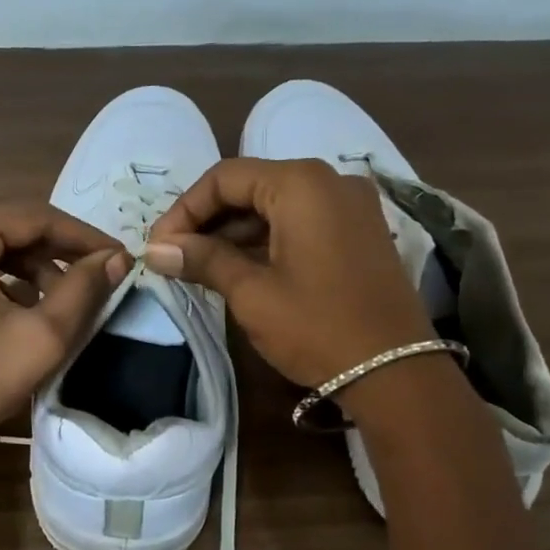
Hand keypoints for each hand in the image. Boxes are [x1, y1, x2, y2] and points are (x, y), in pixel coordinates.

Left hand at [0, 204, 128, 461]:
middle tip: (92, 280)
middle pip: (4, 229)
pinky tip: (18, 309)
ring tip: (58, 301)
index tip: (117, 254)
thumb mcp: (42, 335)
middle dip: (52, 255)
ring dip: (24, 269)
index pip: (32, 217)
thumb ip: (85, 289)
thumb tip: (118, 258)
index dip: (82, 236)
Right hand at [144, 158, 432, 389]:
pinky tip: (241, 268)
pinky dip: (268, 239)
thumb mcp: (252, 293)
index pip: (225, 178)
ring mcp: (352, 205)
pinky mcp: (361, 232)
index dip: (184, 210)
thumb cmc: (316, 327)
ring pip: (277, 205)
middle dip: (208, 221)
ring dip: (236, 232)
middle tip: (175, 256)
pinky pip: (303, 222)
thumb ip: (203, 260)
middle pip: (252, 186)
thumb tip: (154, 249)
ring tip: (200, 267)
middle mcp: (330, 181)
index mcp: (301, 183)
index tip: (159, 246)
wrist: (396, 372)